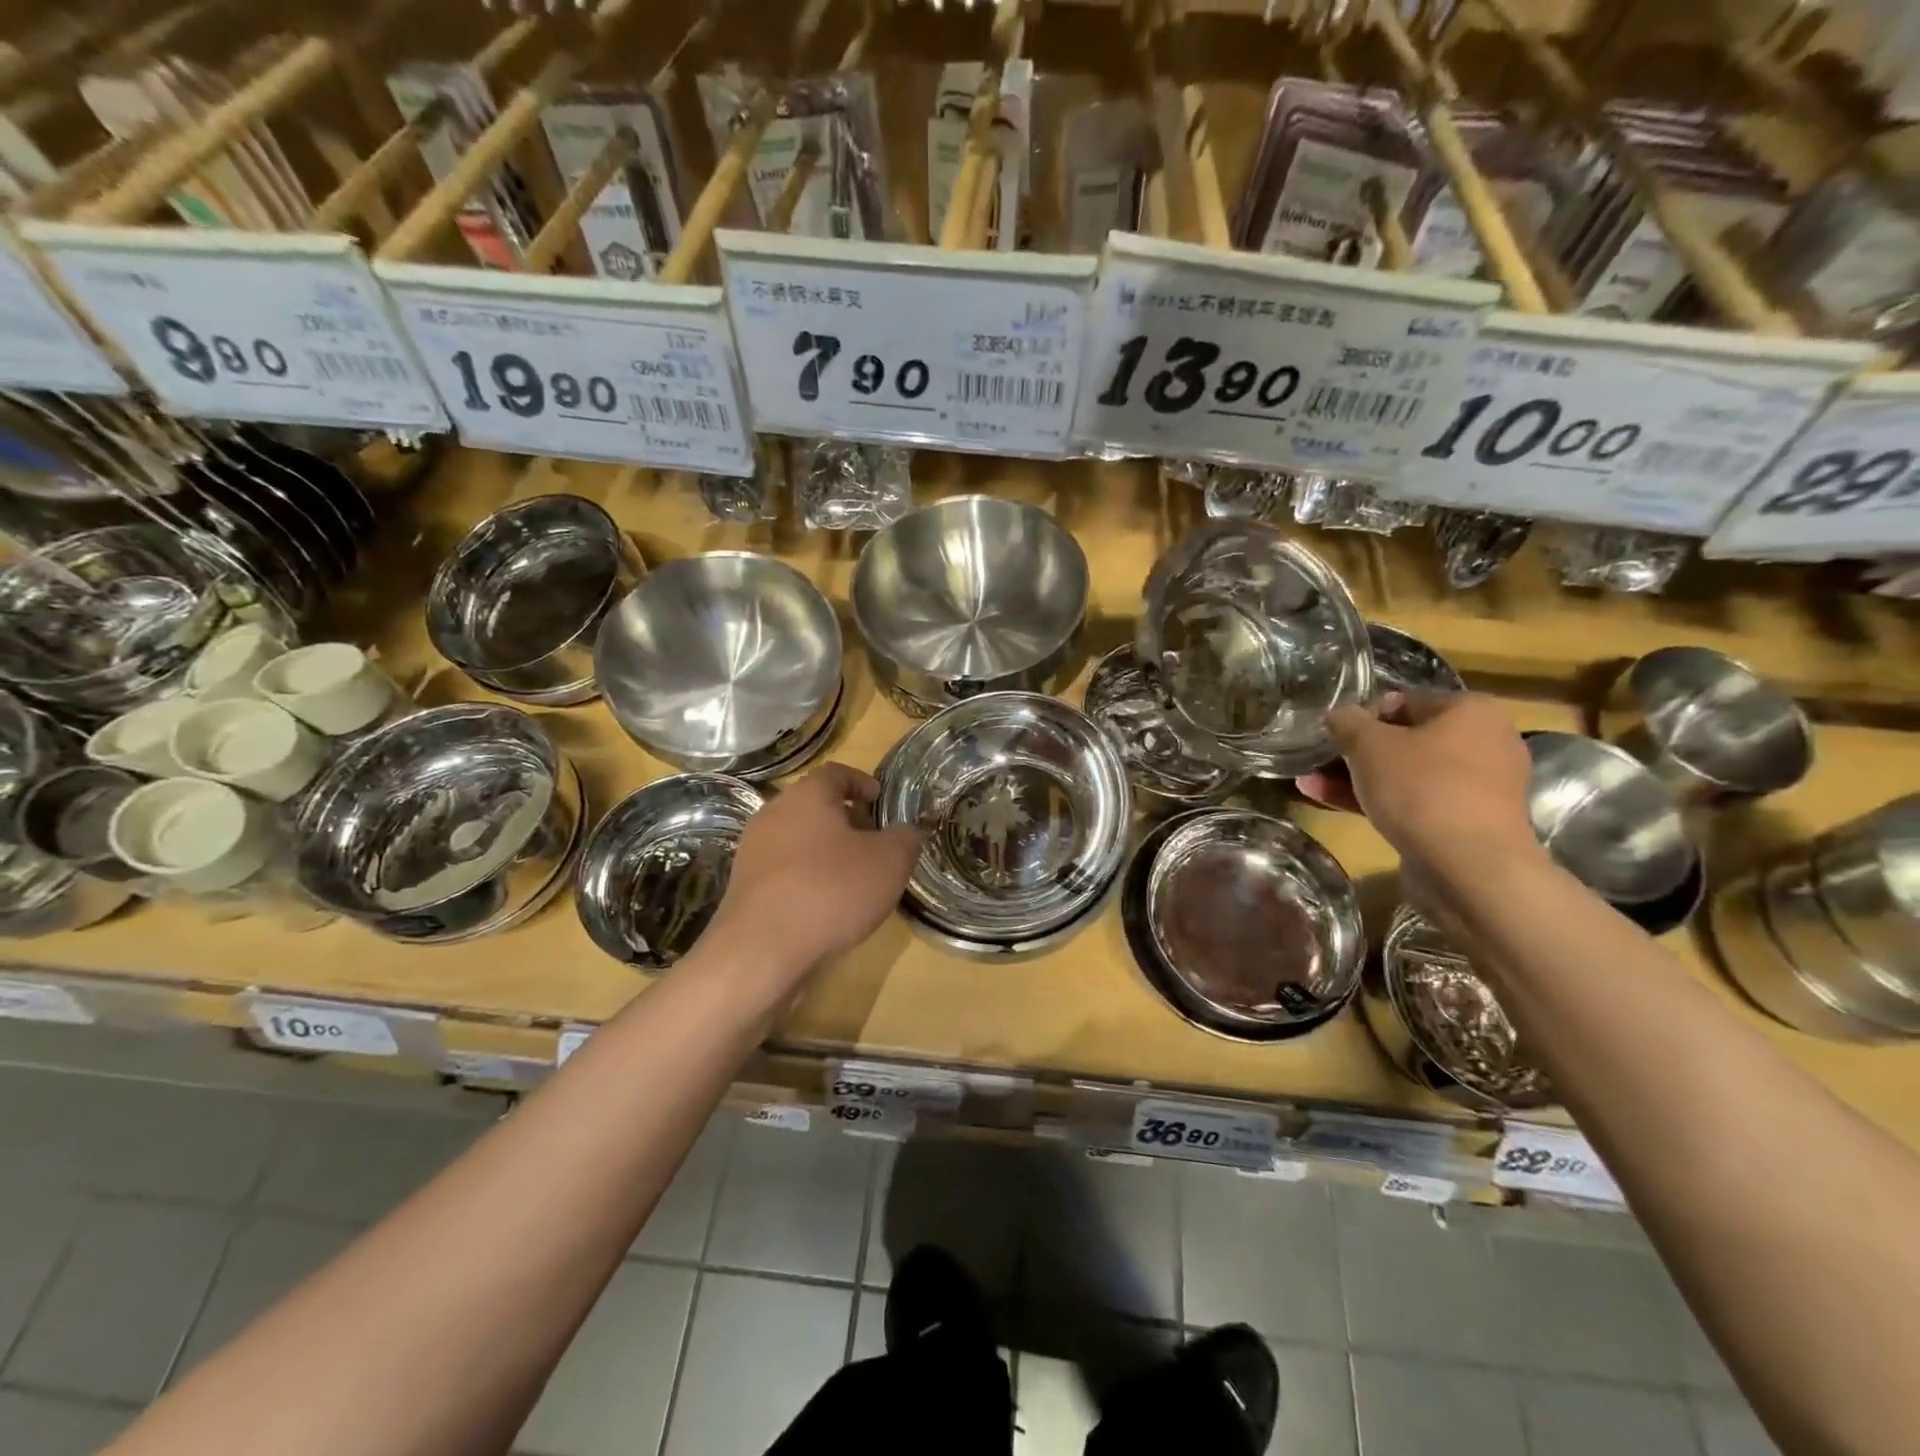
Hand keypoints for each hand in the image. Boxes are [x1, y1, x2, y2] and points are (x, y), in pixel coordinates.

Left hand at [707, 763, 921, 980]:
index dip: (861, 783)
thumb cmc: (831, 890)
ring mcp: (753, 853)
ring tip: (855, 877)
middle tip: (874, 840)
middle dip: (846, 820)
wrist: (762, 951)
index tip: (880, 799)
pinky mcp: (745, 888)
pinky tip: (827, 906)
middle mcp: (773, 815)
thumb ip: (905, 839)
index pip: (835, 773)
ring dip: (826, 852)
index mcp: (806, 796)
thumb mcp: (890, 862)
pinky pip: (784, 872)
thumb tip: (908, 833)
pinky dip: (807, 878)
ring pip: (798, 840)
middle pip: (814, 806)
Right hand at [1298, 692, 1541, 874]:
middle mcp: (1484, 743)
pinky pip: (1415, 802)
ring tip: (1311, 782)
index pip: (1405, 701)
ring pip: (1406, 774)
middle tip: (1320, 759)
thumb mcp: (1369, 744)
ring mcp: (1477, 787)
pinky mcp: (1466, 823)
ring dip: (1359, 778)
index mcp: (1471, 711)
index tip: (1333, 732)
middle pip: (1406, 739)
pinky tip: (1330, 802)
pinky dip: (1377, 801)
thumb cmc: (1421, 788)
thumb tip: (1339, 713)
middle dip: (1357, 751)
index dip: (1363, 714)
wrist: (1469, 867)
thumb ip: (1347, 721)